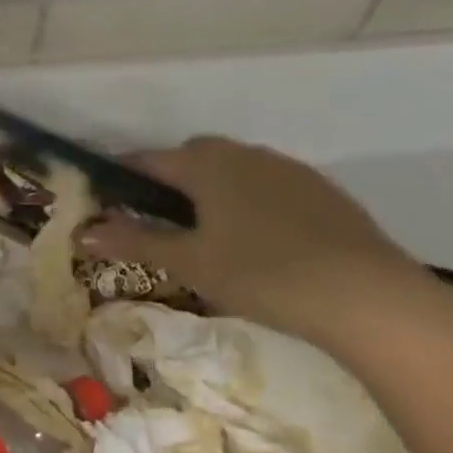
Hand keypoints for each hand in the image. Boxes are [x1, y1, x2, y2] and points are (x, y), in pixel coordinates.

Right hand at [80, 135, 452, 353]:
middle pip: (193, 157)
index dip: (123, 177)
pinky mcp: (324, 192)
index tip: (110, 201)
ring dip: (216, 191)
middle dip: (172, 182)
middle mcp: (244, 153)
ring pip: (235, 170)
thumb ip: (134, 242)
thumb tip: (82, 232)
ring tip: (216, 237)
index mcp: (206, 162)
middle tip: (165, 225)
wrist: (371, 299)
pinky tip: (266, 244)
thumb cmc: (262, 274)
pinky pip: (272, 186)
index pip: (148, 159)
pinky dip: (255, 203)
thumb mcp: (190, 263)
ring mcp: (289, 169)